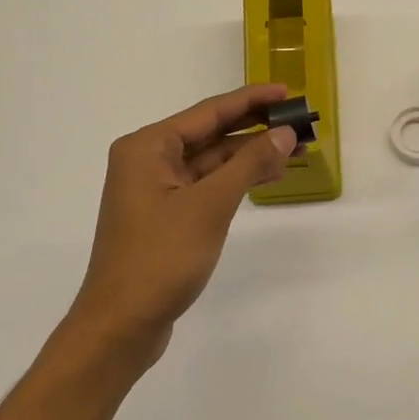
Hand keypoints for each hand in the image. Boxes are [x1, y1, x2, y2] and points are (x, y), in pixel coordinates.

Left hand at [64, 83, 296, 366]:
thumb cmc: (161, 258)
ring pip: (210, 160)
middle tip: (297, 121)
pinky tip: (265, 176)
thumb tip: (284, 133)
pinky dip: (234, 179)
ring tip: (293, 150)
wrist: (120, 327)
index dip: (251, 100)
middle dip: (254, 128)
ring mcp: (155, 189)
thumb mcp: (210, 205)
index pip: (209, 112)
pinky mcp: (164, 214)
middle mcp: (147, 160)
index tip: (287, 92)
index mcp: (148, 147)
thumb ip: (249, 164)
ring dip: (248, 155)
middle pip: (210, 133)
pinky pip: (205, 183)